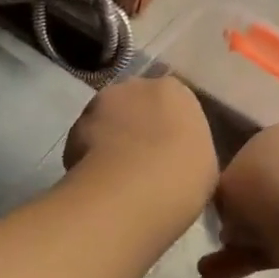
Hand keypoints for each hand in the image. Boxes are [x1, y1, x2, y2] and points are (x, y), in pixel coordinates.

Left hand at [62, 75, 218, 225]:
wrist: (131, 192)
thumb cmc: (182, 177)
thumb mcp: (205, 166)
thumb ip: (190, 150)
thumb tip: (179, 156)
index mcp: (175, 90)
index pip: (173, 101)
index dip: (170, 127)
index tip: (171, 152)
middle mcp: (136, 85)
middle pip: (137, 103)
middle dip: (138, 125)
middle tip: (145, 160)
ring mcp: (100, 103)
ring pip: (108, 118)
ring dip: (111, 137)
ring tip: (117, 174)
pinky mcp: (73, 127)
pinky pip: (85, 140)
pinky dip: (89, 155)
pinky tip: (99, 181)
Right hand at [200, 124, 278, 277]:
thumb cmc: (258, 188)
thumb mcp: (222, 184)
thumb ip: (224, 193)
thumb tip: (231, 213)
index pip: (251, 155)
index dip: (232, 184)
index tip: (220, 207)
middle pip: (265, 188)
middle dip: (242, 217)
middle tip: (223, 236)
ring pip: (276, 218)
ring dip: (246, 242)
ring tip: (215, 269)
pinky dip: (262, 256)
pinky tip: (231, 275)